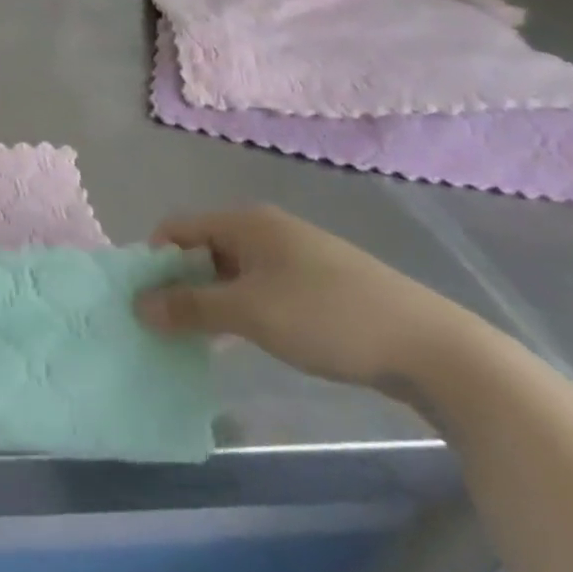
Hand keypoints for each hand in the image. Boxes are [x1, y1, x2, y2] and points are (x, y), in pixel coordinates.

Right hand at [135, 206, 481, 388]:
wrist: (435, 349)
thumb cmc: (327, 317)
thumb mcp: (249, 313)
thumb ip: (189, 307)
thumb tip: (137, 305)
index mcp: (245, 222)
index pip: (177, 228)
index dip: (154, 261)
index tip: (145, 301)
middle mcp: (267, 229)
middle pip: (203, 248)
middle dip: (181, 284)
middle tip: (169, 325)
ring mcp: (297, 256)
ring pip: (233, 272)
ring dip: (212, 300)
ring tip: (203, 338)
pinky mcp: (321, 285)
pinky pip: (263, 288)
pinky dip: (244, 309)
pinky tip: (248, 340)